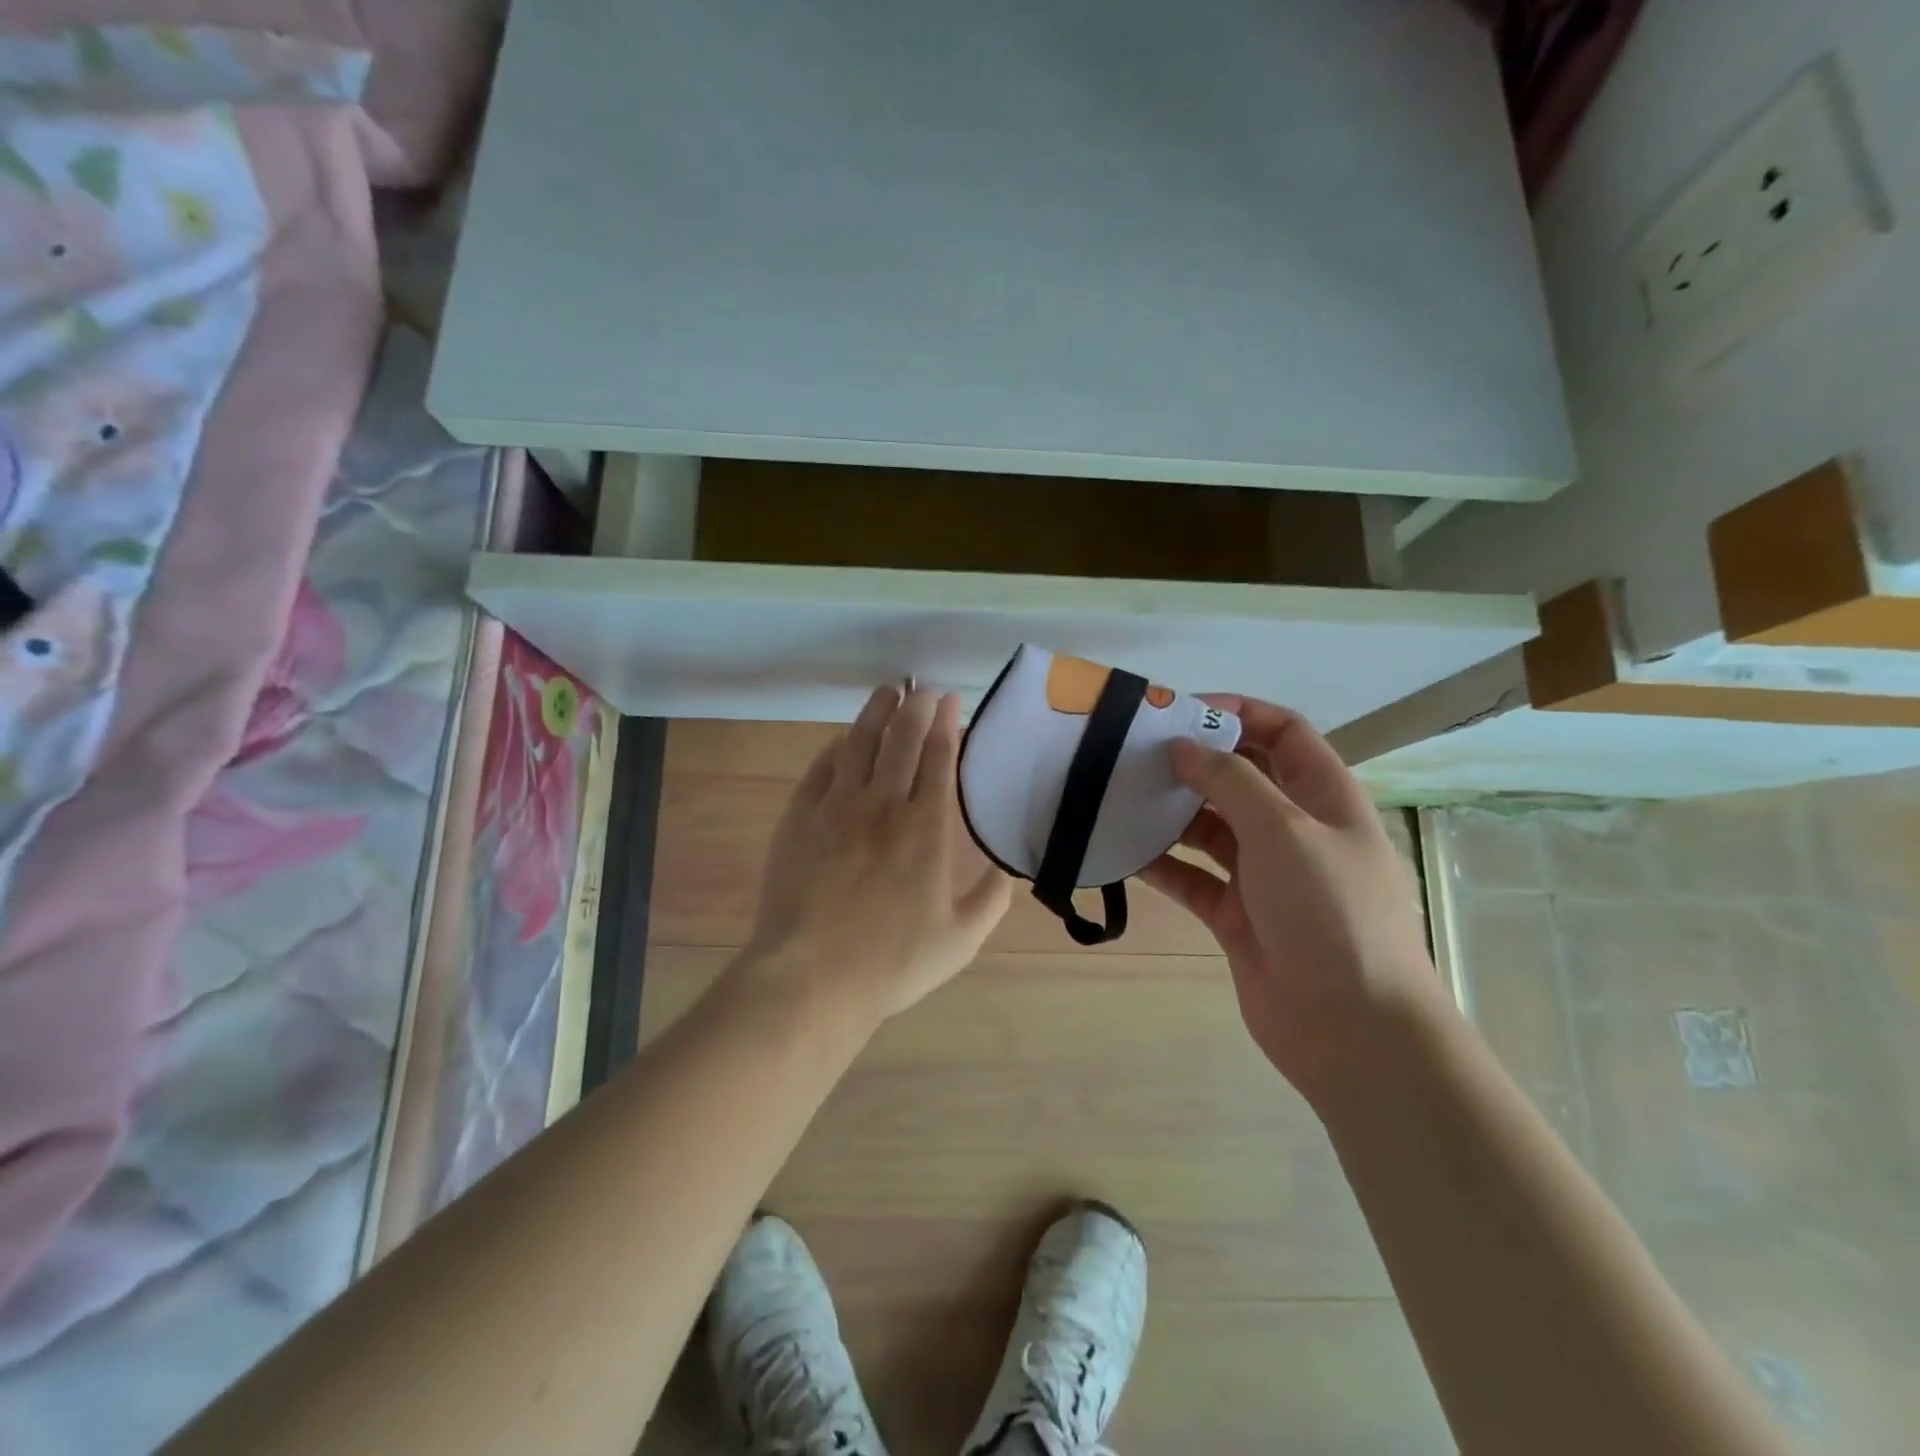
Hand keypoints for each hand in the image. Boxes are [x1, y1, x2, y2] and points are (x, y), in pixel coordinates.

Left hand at [741, 686, 1012, 1023]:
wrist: (811, 977)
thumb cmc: (892, 962)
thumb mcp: (962, 940)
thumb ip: (992, 898)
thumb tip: (1008, 867)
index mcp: (926, 828)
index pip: (938, 758)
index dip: (946, 724)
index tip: (950, 701)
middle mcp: (883, 804)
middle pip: (901, 739)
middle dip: (916, 707)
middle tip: (924, 690)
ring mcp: (835, 807)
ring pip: (859, 743)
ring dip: (877, 712)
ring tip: (888, 692)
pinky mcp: (799, 818)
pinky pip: (821, 768)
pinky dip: (837, 748)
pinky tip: (843, 740)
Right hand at [1139, 695, 1443, 1100]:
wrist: (1351, 1028)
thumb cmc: (1329, 911)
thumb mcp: (1285, 829)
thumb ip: (1231, 780)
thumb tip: (1184, 745)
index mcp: (1324, 797)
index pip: (1282, 732)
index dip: (1237, 712)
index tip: (1179, 712)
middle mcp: (1294, 829)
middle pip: (1240, 777)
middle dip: (1193, 761)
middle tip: (1134, 753)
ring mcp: (1264, 874)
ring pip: (1210, 827)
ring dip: (1170, 812)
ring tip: (1119, 796)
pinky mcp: (1236, 915)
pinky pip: (1192, 877)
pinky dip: (1161, 864)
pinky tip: (1122, 851)